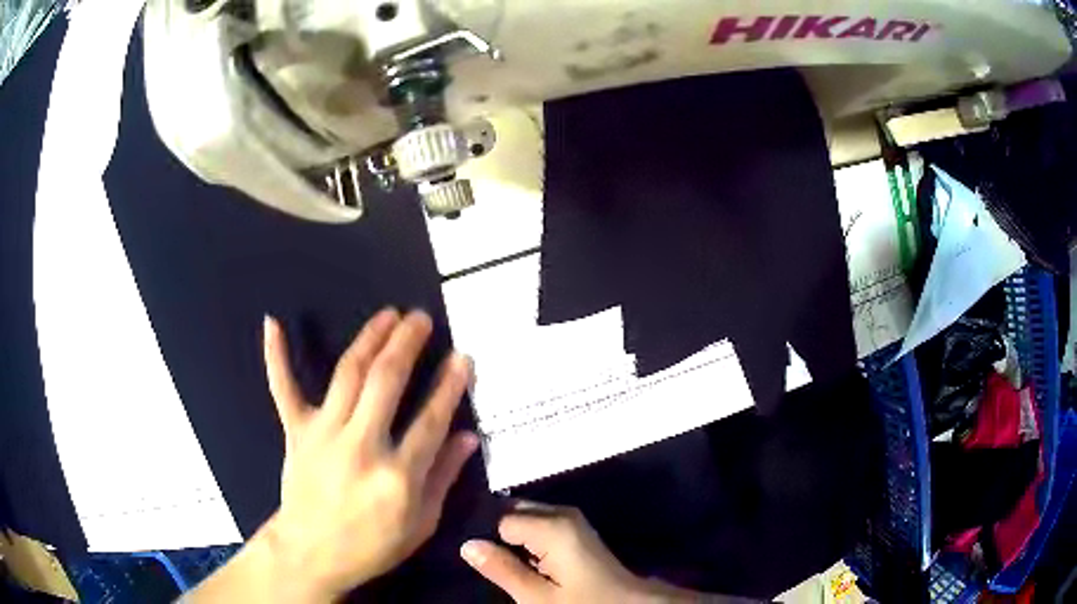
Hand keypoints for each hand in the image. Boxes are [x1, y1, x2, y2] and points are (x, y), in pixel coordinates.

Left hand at [261, 309, 477, 599]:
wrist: (312, 553)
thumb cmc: (373, 545)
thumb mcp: (421, 523)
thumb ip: (444, 477)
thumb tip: (468, 437)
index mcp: (397, 476)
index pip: (430, 420)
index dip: (449, 385)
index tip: (462, 357)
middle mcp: (360, 447)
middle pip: (386, 383)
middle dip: (406, 344)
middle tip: (420, 318)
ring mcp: (323, 435)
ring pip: (347, 375)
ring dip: (369, 339)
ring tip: (388, 314)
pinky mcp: (296, 432)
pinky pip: (283, 389)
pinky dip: (277, 356)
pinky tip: (273, 323)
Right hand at [460, 503, 671, 602]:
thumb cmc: (583, 603)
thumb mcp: (537, 597)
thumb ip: (502, 569)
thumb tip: (467, 545)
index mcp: (552, 525)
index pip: (499, 518)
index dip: (486, 538)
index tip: (477, 558)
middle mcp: (561, 513)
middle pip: (513, 511)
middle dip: (496, 533)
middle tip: (486, 561)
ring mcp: (571, 520)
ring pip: (525, 518)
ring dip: (511, 538)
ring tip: (501, 562)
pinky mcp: (575, 530)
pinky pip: (539, 525)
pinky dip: (526, 540)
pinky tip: (521, 560)